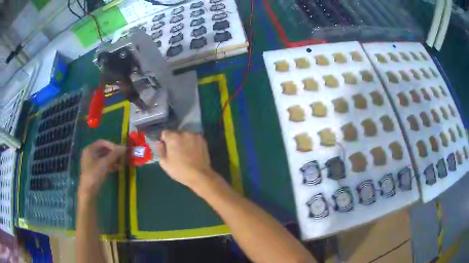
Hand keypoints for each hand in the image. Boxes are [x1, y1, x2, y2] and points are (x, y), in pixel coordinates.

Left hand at [79, 140, 125, 199]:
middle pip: (103, 149)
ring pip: (103, 157)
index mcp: (90, 149)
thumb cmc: (95, 174)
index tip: (121, 151)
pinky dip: (109, 165)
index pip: (103, 142)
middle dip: (113, 153)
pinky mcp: (93, 169)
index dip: (112, 145)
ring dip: (112, 159)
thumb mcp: (105, 163)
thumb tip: (125, 147)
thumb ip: (115, 154)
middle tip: (122, 158)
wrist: (88, 191)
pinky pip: (102, 163)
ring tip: (120, 164)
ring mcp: (91, 162)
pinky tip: (115, 169)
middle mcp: (89, 153)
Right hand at [156, 130, 215, 188]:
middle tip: (176, 153)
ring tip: (186, 153)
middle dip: (174, 140)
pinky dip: (192, 143)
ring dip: (184, 141)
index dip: (164, 141)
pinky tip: (193, 153)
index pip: (165, 133)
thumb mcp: (164, 163)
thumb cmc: (180, 170)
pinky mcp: (203, 140)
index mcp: (173, 137)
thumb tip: (159, 142)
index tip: (167, 150)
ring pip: (185, 136)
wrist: (200, 175)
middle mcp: (184, 133)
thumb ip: (160, 150)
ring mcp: (195, 136)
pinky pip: (194, 139)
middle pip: (176, 133)